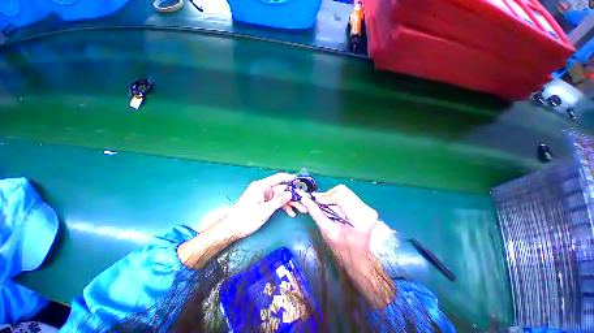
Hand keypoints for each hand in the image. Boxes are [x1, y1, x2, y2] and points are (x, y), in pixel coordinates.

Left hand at [222, 173, 294, 238]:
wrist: (232, 229)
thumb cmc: (246, 218)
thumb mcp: (265, 210)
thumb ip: (279, 201)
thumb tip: (290, 193)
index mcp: (261, 186)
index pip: (278, 178)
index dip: (289, 178)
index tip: (300, 180)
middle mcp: (263, 189)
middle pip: (282, 189)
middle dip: (293, 196)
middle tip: (304, 200)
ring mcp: (264, 196)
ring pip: (280, 197)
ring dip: (290, 203)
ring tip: (301, 209)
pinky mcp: (264, 203)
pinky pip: (276, 202)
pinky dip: (283, 207)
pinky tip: (291, 213)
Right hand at [299, 184, 377, 252]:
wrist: (359, 257)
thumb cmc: (342, 249)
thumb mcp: (327, 231)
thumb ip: (316, 213)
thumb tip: (304, 199)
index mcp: (359, 218)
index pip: (340, 196)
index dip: (325, 197)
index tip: (316, 201)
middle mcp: (366, 210)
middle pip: (342, 190)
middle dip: (328, 196)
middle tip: (319, 204)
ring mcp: (368, 207)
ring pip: (344, 191)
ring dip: (332, 197)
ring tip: (326, 207)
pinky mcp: (366, 207)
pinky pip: (347, 196)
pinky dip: (337, 199)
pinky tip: (334, 208)